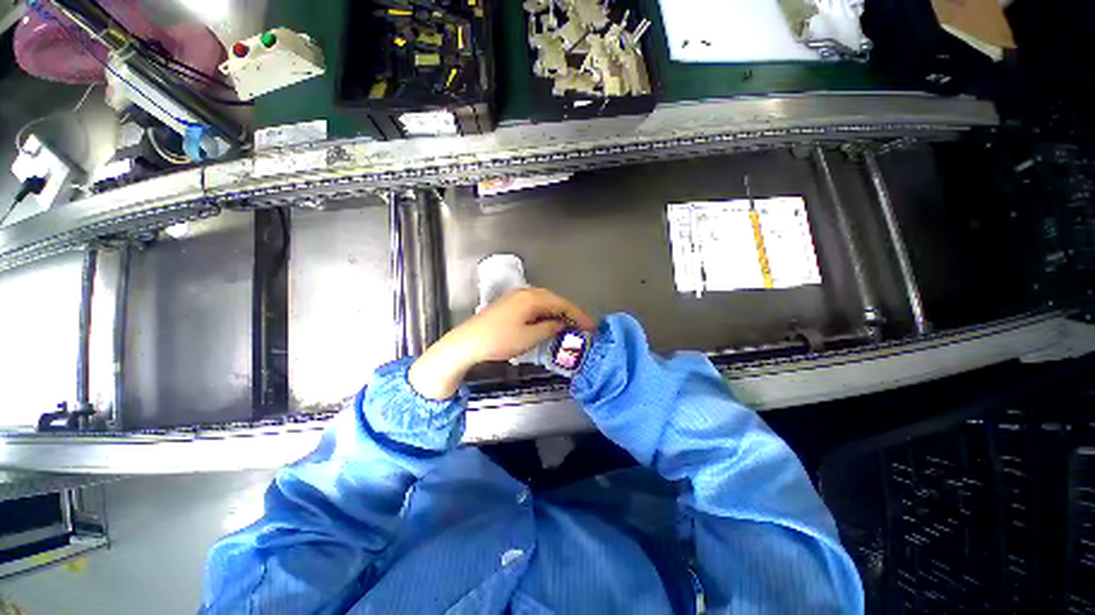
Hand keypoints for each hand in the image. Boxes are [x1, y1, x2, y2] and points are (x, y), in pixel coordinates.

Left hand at [408, 288, 593, 399]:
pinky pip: (534, 306)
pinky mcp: (510, 304)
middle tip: (582, 327)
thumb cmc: (500, 340)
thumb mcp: (530, 337)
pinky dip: (545, 314)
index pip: (563, 304)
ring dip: (558, 313)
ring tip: (569, 326)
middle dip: (570, 313)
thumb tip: (561, 324)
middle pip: (555, 300)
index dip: (579, 315)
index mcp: (533, 298)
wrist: (468, 342)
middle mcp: (526, 292)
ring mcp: (516, 297)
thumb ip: (550, 328)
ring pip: (545, 302)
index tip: (591, 326)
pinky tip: (548, 322)